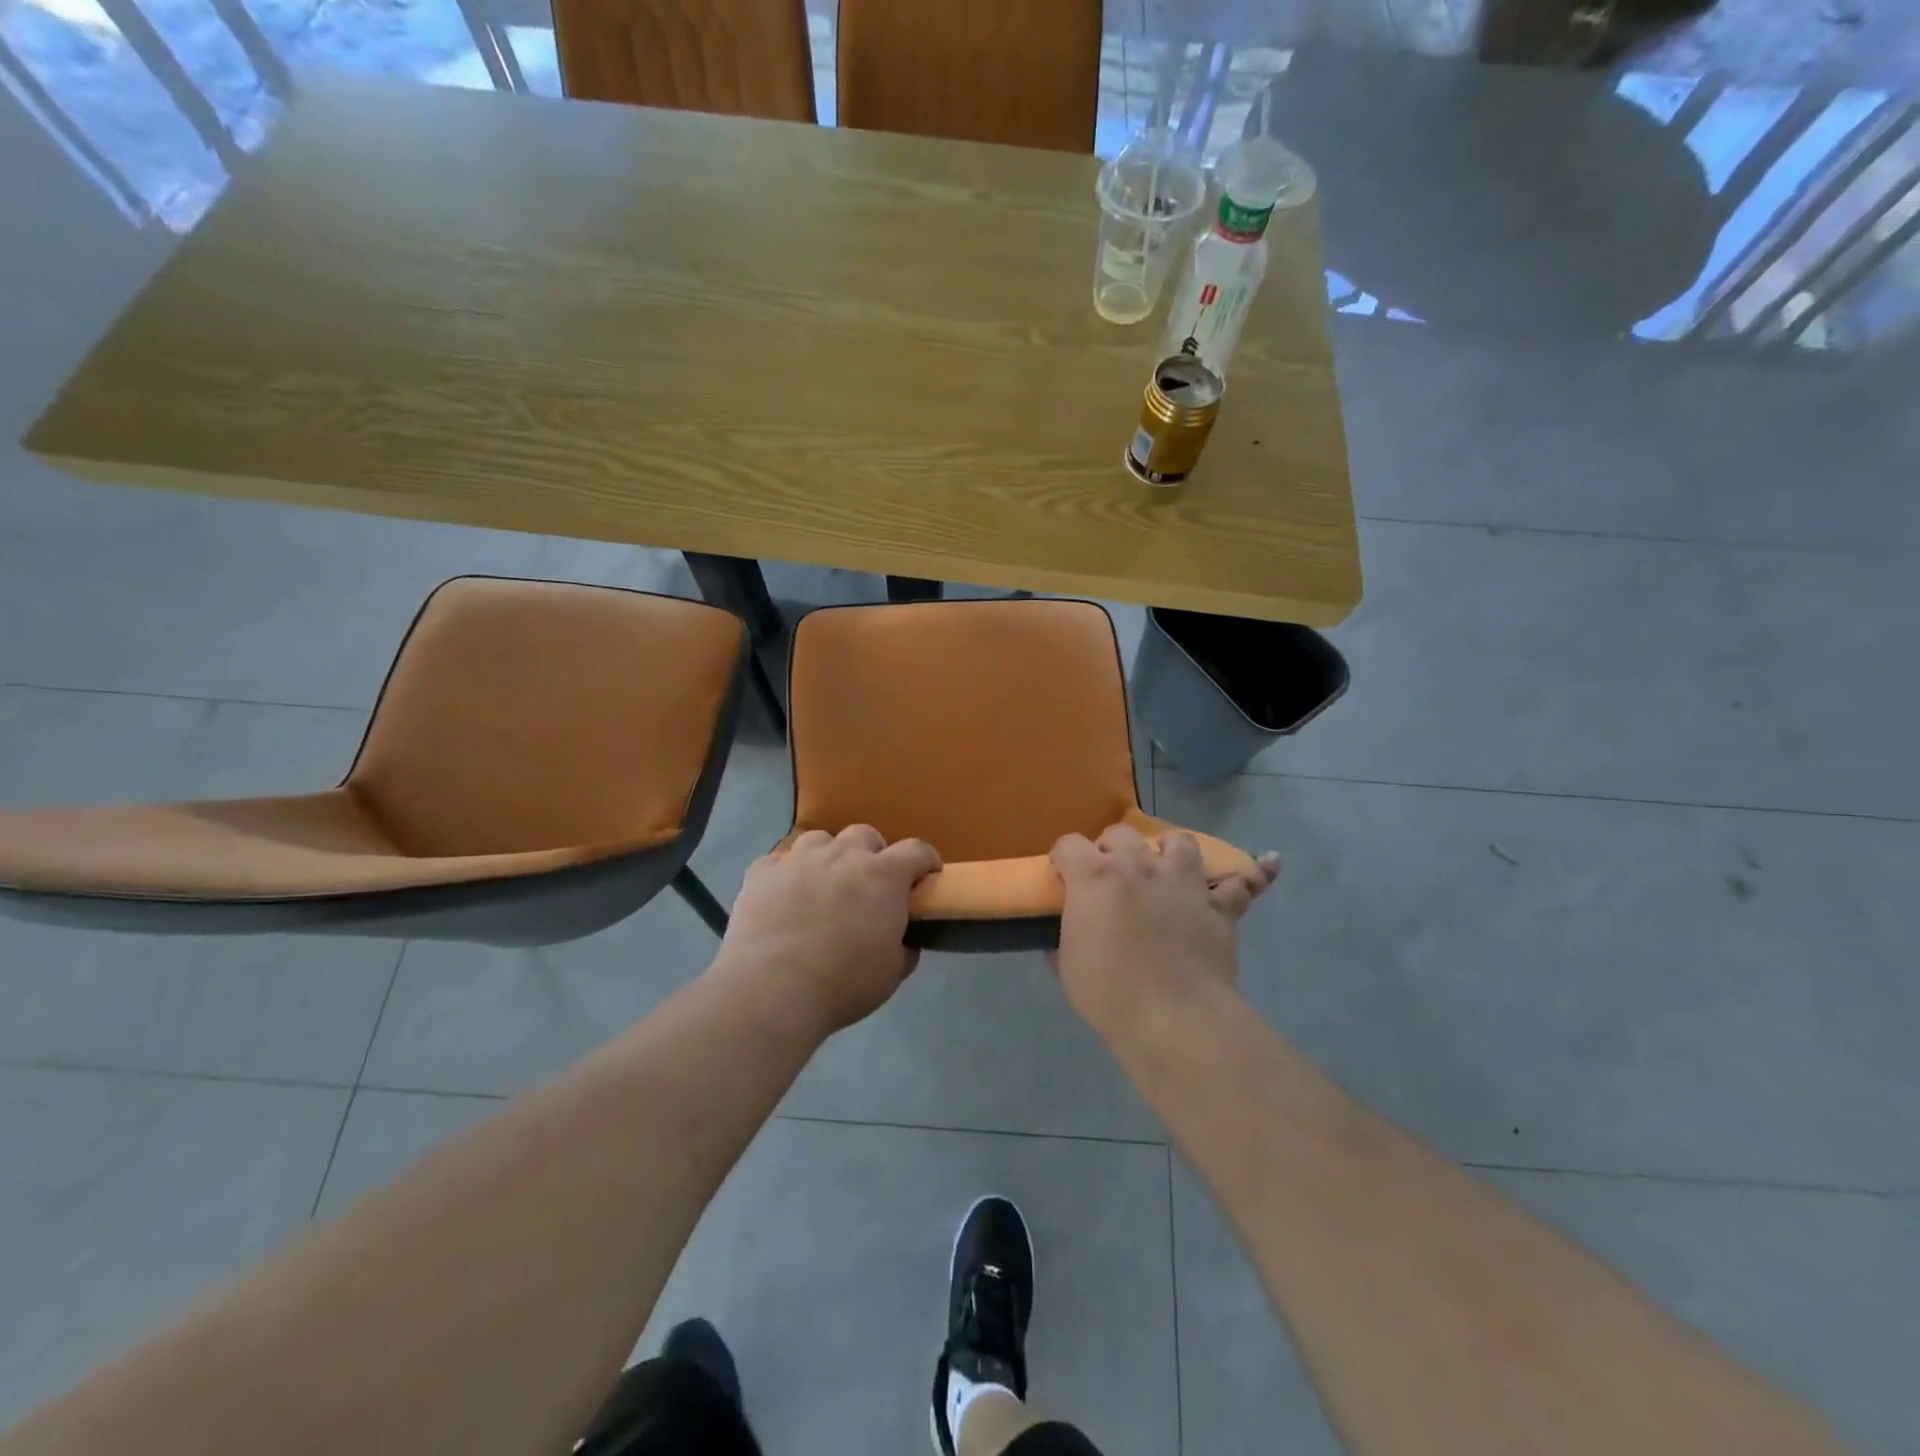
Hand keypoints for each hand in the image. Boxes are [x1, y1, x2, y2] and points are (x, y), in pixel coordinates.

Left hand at [716, 825, 941, 1036]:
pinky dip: (785, 876)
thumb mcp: (891, 973)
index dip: (925, 861)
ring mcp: (799, 859)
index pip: (916, 851)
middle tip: (868, 885)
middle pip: (865, 835)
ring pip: (820, 840)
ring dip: (828, 857)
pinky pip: (777, 862)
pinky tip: (782, 899)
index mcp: (883, 876)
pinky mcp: (761, 873)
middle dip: (872, 854)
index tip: (926, 877)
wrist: (772, 991)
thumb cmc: (843, 984)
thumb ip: (904, 947)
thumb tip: (903, 940)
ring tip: (823, 886)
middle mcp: (843, 855)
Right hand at [1050, 825, 1278, 1038]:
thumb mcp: (1067, 964)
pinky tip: (1270, 862)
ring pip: (1180, 843)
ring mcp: (1183, 883)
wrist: (1173, 1018)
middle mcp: (1139, 866)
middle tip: (1109, 876)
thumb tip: (1066, 933)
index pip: (1069, 844)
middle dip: (1110, 849)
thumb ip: (1064, 937)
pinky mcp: (1219, 907)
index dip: (1063, 857)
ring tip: (1166, 868)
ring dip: (1169, 851)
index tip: (1063, 874)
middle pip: (1120, 834)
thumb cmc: (1108, 992)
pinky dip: (1256, 873)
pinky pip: (1245, 882)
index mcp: (1095, 876)